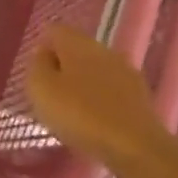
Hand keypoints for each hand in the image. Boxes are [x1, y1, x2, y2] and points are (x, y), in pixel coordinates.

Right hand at [26, 25, 171, 168]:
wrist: (136, 146)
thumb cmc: (80, 114)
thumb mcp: (41, 88)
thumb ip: (37, 65)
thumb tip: (44, 54)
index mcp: (76, 41)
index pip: (54, 31)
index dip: (42, 51)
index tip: (37, 77)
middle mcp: (102, 48)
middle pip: (76, 50)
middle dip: (63, 69)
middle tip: (51, 97)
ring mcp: (125, 70)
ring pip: (95, 70)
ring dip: (83, 86)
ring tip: (72, 113)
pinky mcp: (140, 95)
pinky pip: (111, 91)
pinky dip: (101, 102)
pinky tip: (95, 123)